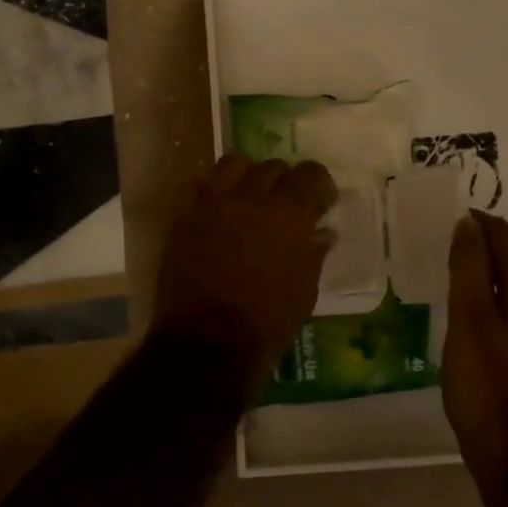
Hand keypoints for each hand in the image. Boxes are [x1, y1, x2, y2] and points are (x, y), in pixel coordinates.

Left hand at [150, 154, 338, 378]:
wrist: (208, 342)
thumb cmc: (268, 322)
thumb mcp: (304, 291)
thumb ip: (313, 254)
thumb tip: (322, 232)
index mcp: (289, 214)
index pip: (311, 174)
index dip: (319, 184)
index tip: (321, 202)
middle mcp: (252, 197)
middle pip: (273, 167)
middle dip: (285, 181)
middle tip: (286, 204)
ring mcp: (213, 203)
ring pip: (234, 164)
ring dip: (248, 175)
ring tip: (250, 196)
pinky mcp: (184, 216)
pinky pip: (199, 185)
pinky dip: (213, 190)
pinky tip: (218, 208)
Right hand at [442, 211, 507, 480]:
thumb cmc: (488, 385)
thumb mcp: (469, 321)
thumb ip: (469, 267)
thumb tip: (469, 224)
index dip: (480, 225)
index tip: (449, 220)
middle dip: (491, 241)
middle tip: (451, 239)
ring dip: (497, 265)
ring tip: (460, 265)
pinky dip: (505, 289)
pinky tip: (481, 302)